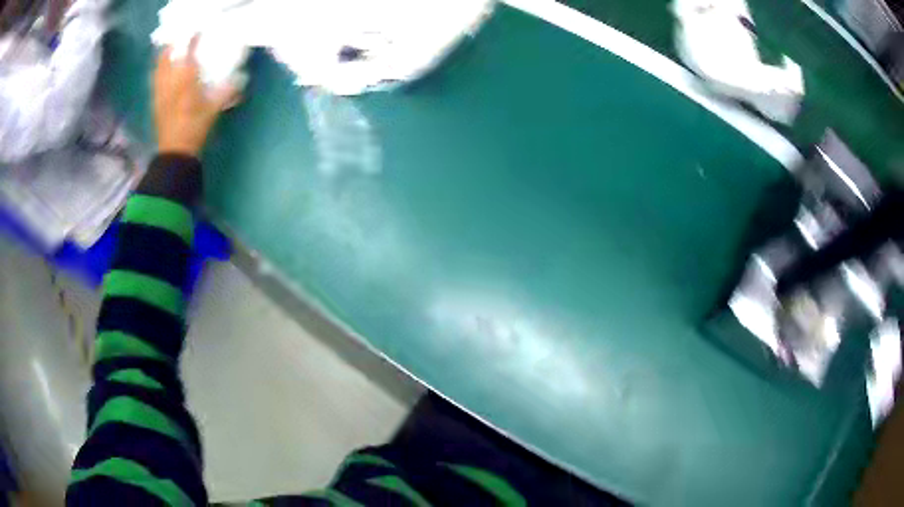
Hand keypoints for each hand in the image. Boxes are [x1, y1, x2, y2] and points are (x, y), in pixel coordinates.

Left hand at [154, 36, 238, 156]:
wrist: (175, 152)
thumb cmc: (195, 129)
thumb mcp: (214, 110)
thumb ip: (227, 91)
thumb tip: (242, 78)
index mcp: (185, 81)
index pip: (188, 53)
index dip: (193, 40)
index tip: (198, 32)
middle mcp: (169, 82)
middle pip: (166, 58)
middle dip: (172, 46)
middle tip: (180, 40)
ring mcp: (160, 92)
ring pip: (158, 68)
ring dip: (163, 58)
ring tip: (170, 52)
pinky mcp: (155, 102)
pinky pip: (155, 81)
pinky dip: (159, 72)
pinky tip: (164, 74)